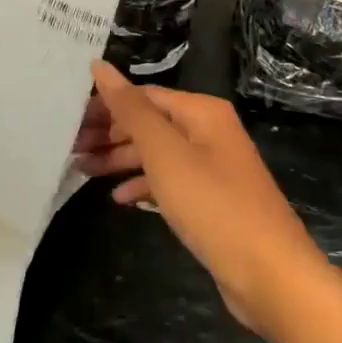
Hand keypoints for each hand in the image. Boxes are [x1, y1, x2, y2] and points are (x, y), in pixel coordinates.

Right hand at [77, 61, 341, 339]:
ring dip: (121, 160)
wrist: (272, 277)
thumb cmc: (213, 205)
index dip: (106, 105)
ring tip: (83, 171)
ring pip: (158, 154)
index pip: (143, 96)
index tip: (69, 122)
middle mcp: (209, 132)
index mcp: (201, 112)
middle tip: (70, 148)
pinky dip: (144, 185)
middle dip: (110, 134)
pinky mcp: (213, 201)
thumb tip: (100, 65)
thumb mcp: (165, 153)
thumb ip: (130, 109)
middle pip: (150, 123)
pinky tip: (120, 199)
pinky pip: (170, 182)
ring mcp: (213, 167)